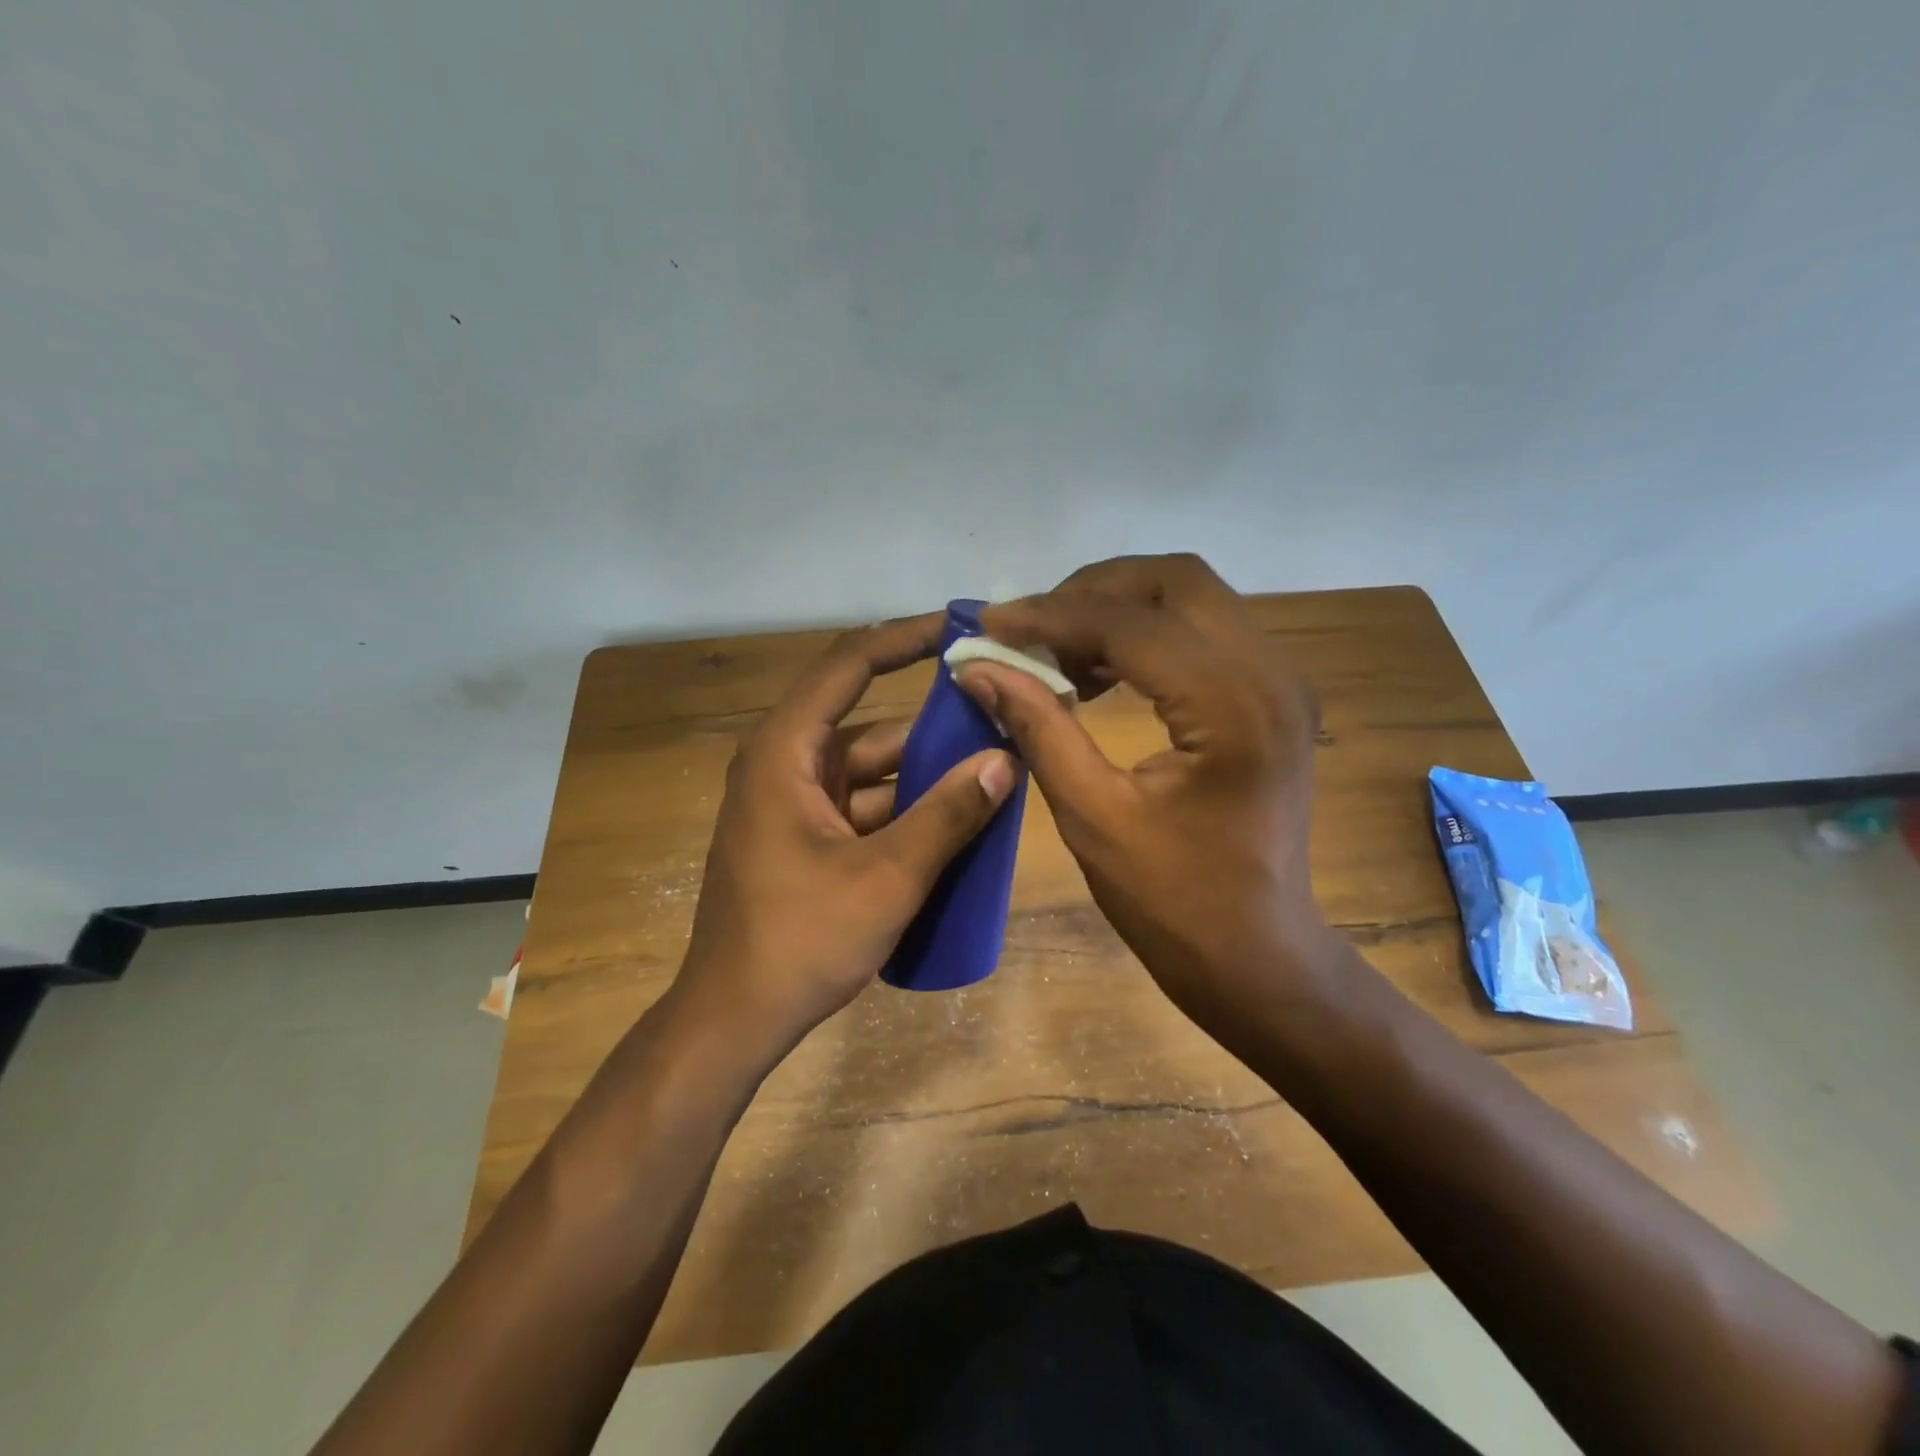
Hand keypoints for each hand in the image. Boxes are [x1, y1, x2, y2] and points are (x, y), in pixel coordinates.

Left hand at [677, 615, 1017, 1060]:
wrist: (733, 1021)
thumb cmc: (799, 941)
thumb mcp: (886, 877)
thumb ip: (948, 815)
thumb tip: (1005, 760)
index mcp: (785, 752)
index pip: (849, 666)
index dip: (904, 640)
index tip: (958, 630)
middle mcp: (786, 765)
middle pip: (871, 724)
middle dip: (937, 727)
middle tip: (1003, 718)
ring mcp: (796, 804)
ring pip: (875, 772)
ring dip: (929, 776)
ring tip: (998, 772)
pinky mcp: (807, 839)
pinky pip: (868, 807)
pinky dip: (909, 811)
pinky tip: (961, 823)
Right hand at [955, 555, 1333, 1035]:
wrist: (1258, 956)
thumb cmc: (1174, 902)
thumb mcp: (1093, 815)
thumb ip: (1038, 727)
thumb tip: (978, 668)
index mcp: (1230, 704)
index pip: (1129, 622)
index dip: (1049, 615)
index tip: (988, 624)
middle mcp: (1270, 672)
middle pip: (1176, 580)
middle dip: (1092, 592)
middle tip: (1031, 631)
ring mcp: (1281, 681)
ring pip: (1194, 597)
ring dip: (1120, 609)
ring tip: (1059, 654)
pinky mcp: (1274, 697)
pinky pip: (1206, 633)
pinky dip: (1148, 635)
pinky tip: (1102, 675)